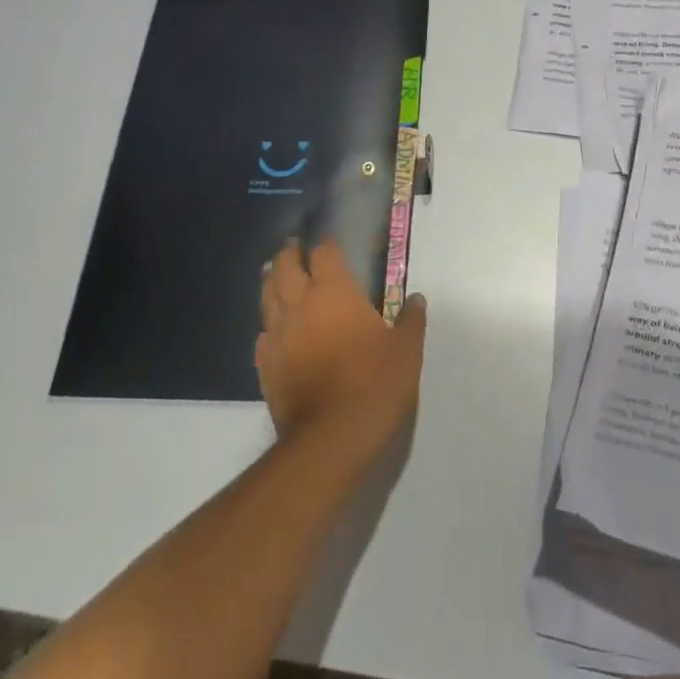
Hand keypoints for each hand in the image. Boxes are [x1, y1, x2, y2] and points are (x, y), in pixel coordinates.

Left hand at [256, 240, 426, 464]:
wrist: (331, 437)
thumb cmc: (375, 383)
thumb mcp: (407, 350)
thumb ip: (410, 320)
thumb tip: (416, 298)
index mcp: (334, 292)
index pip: (323, 253)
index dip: (324, 244)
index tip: (328, 241)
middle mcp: (300, 305)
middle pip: (284, 267)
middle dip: (289, 254)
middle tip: (294, 247)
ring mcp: (277, 335)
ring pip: (267, 296)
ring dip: (271, 281)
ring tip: (275, 274)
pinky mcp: (265, 365)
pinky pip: (263, 334)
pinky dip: (269, 324)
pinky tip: (274, 329)